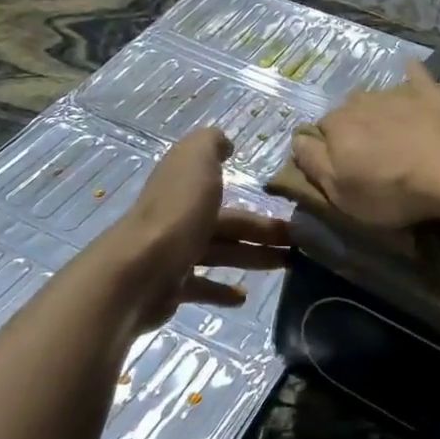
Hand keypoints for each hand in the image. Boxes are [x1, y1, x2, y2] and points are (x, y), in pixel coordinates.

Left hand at [116, 127, 288, 332]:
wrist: (138, 269)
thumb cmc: (177, 211)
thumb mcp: (197, 159)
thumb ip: (211, 143)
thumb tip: (224, 142)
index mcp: (187, 186)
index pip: (226, 191)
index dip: (257, 200)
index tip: (289, 210)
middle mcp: (180, 217)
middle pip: (229, 225)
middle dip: (264, 233)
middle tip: (301, 245)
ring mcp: (174, 254)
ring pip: (222, 254)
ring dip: (253, 258)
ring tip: (286, 266)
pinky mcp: (171, 287)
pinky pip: (202, 287)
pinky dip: (222, 290)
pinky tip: (243, 296)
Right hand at [291, 61, 439, 228]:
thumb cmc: (392, 190)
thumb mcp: (340, 192)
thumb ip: (312, 162)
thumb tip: (296, 139)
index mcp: (337, 126)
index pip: (320, 131)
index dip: (330, 150)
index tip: (344, 168)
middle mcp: (360, 101)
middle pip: (348, 112)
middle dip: (354, 129)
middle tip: (371, 155)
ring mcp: (396, 93)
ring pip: (377, 98)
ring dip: (380, 112)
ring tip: (396, 134)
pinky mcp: (429, 91)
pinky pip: (414, 75)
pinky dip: (410, 76)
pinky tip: (412, 74)